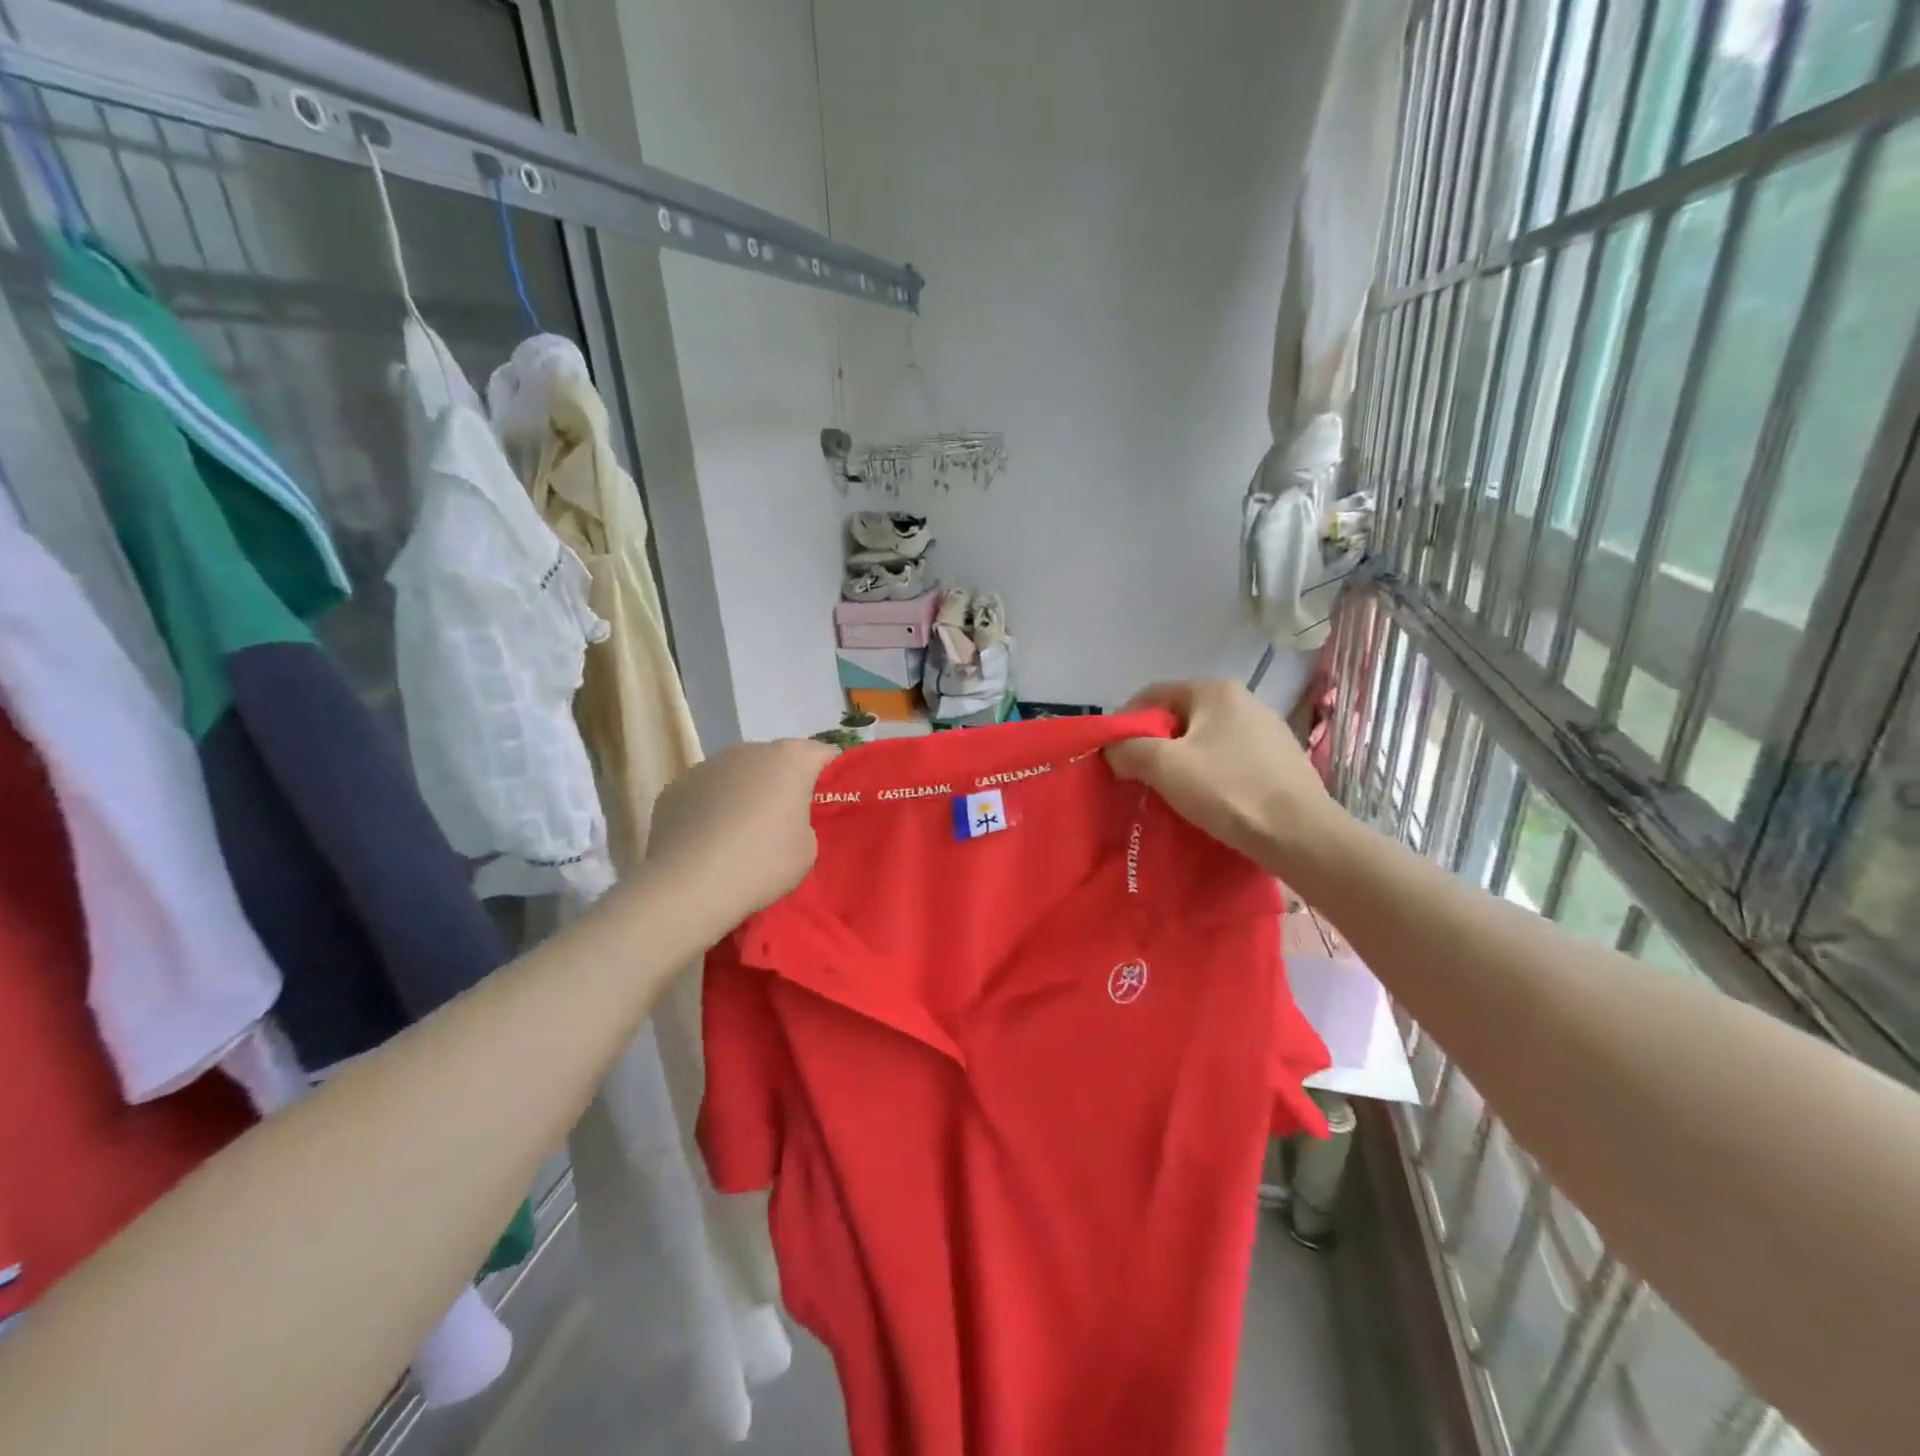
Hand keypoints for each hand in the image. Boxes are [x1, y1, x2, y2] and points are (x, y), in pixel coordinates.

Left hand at [646, 738, 836, 924]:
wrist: (689, 885)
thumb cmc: (762, 863)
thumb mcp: (808, 850)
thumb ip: (804, 822)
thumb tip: (784, 819)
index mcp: (789, 759)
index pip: (821, 754)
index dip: (828, 778)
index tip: (825, 805)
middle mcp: (748, 750)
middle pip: (775, 761)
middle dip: (781, 785)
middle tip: (782, 824)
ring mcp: (706, 765)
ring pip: (737, 775)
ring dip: (743, 795)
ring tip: (738, 836)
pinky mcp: (674, 788)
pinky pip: (704, 794)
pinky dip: (710, 810)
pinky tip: (707, 842)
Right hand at [1106, 680, 1335, 872]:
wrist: (1301, 835)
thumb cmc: (1228, 790)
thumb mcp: (1164, 766)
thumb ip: (1128, 749)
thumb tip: (1113, 750)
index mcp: (1215, 690)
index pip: (1153, 694)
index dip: (1125, 722)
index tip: (1114, 755)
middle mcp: (1244, 700)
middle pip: (1179, 717)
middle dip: (1154, 744)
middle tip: (1139, 777)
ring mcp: (1267, 730)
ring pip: (1205, 740)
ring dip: (1182, 761)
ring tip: (1170, 792)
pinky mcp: (1281, 760)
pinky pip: (1230, 759)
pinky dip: (1211, 774)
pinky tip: (1209, 800)